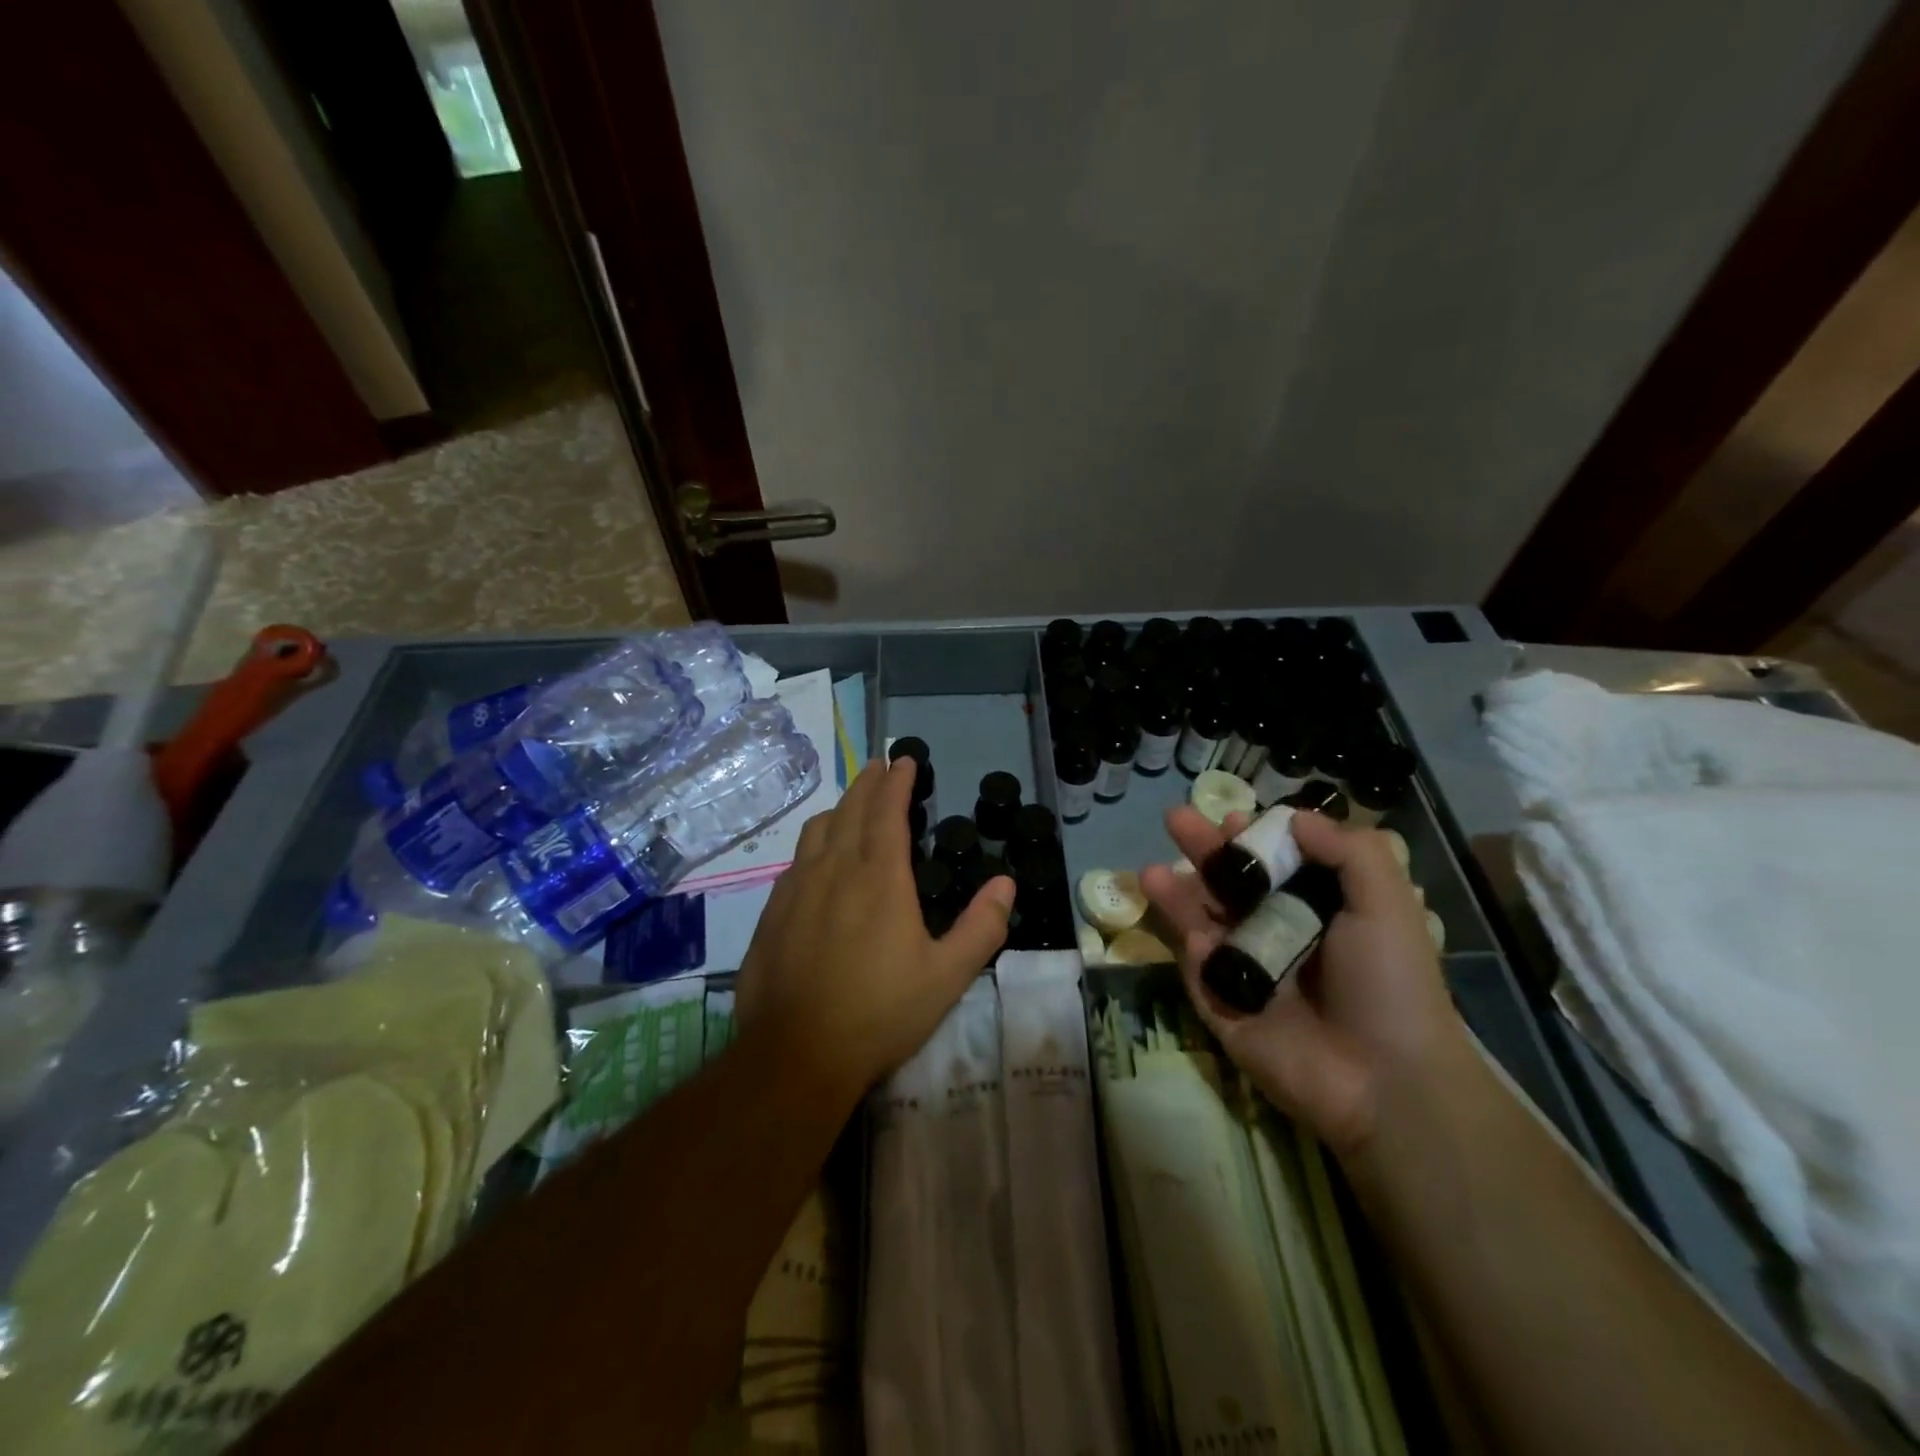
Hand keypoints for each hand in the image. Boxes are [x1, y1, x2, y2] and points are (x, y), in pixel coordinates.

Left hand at [735, 757, 1014, 1096]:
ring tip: (851, 806)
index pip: (887, 811)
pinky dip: (814, 844)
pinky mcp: (772, 913)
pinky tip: (817, 860)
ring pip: (817, 831)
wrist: (796, 1054)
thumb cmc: (880, 1012)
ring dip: (838, 809)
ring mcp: (797, 890)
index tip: (903, 759)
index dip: (896, 781)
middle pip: (849, 810)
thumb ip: (981, 927)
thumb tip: (1006, 884)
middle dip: (866, 783)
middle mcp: (834, 870)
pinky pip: (795, 861)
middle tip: (878, 766)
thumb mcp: (947, 976)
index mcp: (879, 878)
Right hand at [1140, 807, 1464, 1156]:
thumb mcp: (1386, 903)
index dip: (1254, 838)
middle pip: (1231, 885)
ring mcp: (1248, 972)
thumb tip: (1295, 817)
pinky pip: (1202, 974)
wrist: (1383, 1079)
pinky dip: (1196, 954)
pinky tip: (1197, 940)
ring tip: (1149, 873)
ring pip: (1203, 923)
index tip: (1232, 817)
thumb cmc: (1388, 982)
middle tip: (1174, 819)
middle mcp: (1279, 934)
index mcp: (1319, 910)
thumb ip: (1348, 851)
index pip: (1276, 863)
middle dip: (1203, 851)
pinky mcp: (1224, 1007)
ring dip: (1177, 895)